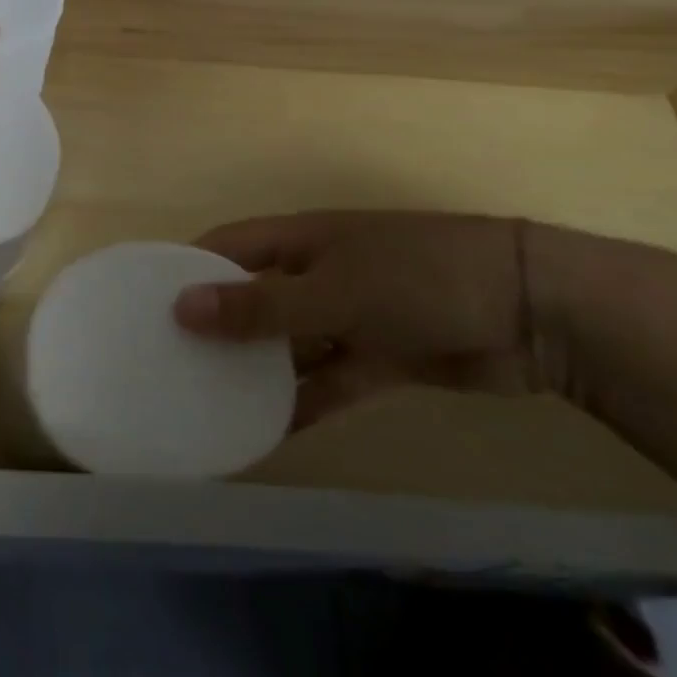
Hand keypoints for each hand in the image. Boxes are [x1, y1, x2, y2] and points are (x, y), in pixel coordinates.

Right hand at [173, 212, 561, 426]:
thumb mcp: (333, 290)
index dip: (187, 269)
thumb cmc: (417, 277)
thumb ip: (260, 306)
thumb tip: (181, 307)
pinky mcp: (379, 359)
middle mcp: (315, 273)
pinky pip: (327, 382)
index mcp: (299, 240)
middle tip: (169, 366)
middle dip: (216, 327)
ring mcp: (348, 317)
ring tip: (206, 406)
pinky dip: (301, 405)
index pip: (225, 247)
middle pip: (252, 297)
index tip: (145, 304)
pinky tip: (266, 436)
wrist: (532, 312)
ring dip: (256, 372)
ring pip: (287, 345)